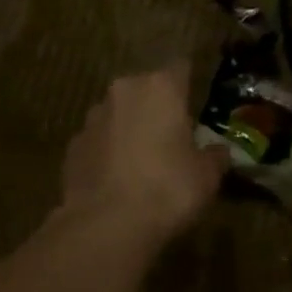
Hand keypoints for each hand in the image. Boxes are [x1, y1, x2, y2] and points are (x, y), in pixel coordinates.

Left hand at [62, 64, 227, 239]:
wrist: (105, 224)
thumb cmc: (167, 189)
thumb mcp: (206, 176)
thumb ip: (214, 156)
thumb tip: (218, 151)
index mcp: (161, 88)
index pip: (180, 67)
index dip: (189, 82)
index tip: (197, 99)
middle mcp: (124, 91)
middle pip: (146, 89)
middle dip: (157, 106)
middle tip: (172, 135)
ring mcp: (93, 117)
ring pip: (119, 113)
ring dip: (130, 127)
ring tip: (143, 160)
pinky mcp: (73, 144)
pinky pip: (99, 140)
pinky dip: (109, 151)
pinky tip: (118, 178)